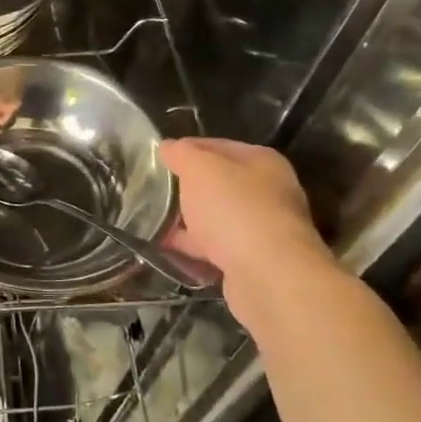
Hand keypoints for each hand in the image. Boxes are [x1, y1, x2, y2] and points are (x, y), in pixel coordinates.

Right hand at [161, 138, 331, 318]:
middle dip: (185, 188)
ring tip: (152, 222)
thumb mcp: (200, 169)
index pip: (217, 146)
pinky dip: (193, 247)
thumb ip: (182, 154)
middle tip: (152, 191)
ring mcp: (262, 228)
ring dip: (188, 220)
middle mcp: (268, 192)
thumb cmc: (234, 210)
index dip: (185, 149)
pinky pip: (215, 247)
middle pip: (218, 183)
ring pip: (216, 217)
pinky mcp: (252, 260)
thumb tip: (168, 147)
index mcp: (261, 162)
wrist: (268, 275)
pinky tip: (168, 248)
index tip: (157, 159)